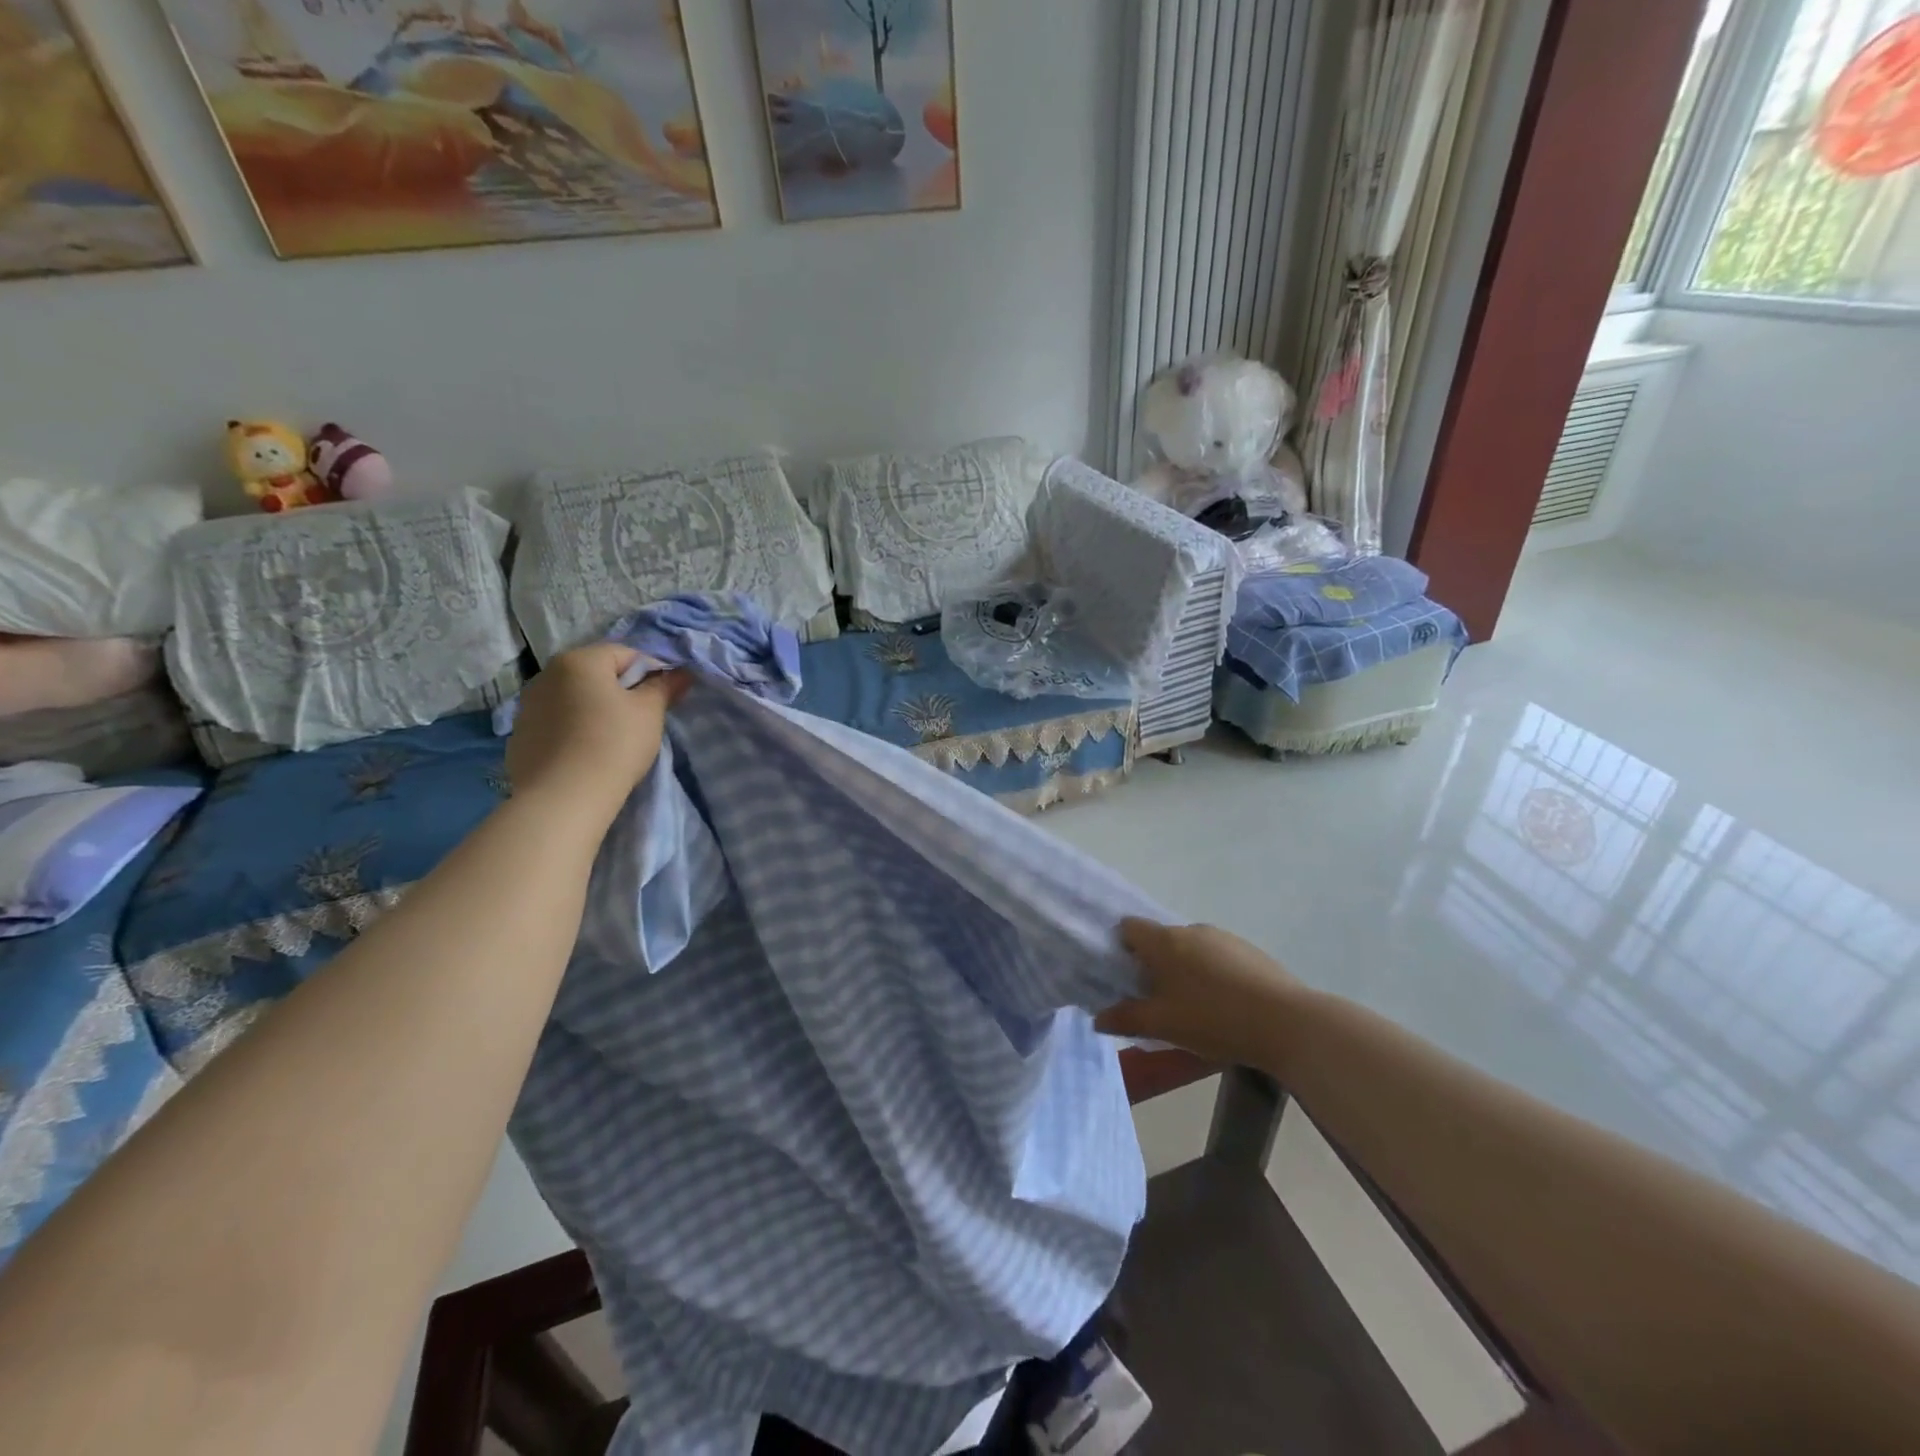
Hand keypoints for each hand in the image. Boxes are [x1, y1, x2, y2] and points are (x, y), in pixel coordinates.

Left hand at [505, 645, 685, 816]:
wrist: (563, 797)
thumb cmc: (614, 744)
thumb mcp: (650, 713)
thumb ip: (664, 687)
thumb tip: (681, 673)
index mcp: (579, 660)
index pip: (625, 654)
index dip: (651, 672)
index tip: (663, 698)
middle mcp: (546, 674)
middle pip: (596, 674)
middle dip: (620, 690)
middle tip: (641, 719)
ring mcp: (527, 706)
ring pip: (573, 699)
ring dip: (594, 710)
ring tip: (612, 739)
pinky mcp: (519, 736)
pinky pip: (556, 723)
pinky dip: (573, 730)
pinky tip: (585, 754)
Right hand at [1096, 918, 1307, 1071]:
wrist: (1288, 1023)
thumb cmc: (1214, 1019)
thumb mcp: (1163, 1025)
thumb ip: (1126, 1019)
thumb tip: (1097, 1018)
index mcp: (1165, 941)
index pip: (1129, 927)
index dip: (1120, 947)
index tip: (1122, 976)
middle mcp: (1191, 929)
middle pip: (1160, 940)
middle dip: (1153, 965)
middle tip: (1155, 1001)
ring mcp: (1224, 938)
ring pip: (1190, 949)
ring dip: (1184, 970)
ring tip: (1192, 1008)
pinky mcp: (1250, 951)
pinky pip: (1217, 957)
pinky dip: (1211, 975)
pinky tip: (1224, 1006)